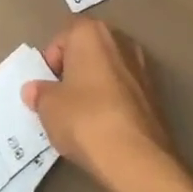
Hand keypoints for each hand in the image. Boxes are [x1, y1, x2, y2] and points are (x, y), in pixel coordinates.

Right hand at [22, 20, 180, 191]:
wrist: (137, 158)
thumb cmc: (84, 119)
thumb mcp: (48, 107)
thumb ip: (39, 93)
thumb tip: (35, 90)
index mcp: (91, 33)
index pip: (63, 36)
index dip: (51, 61)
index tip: (47, 86)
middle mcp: (121, 41)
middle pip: (89, 50)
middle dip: (74, 70)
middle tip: (62, 99)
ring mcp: (144, 67)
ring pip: (109, 70)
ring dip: (95, 86)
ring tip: (83, 116)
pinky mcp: (157, 95)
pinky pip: (125, 90)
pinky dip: (114, 102)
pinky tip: (105, 127)